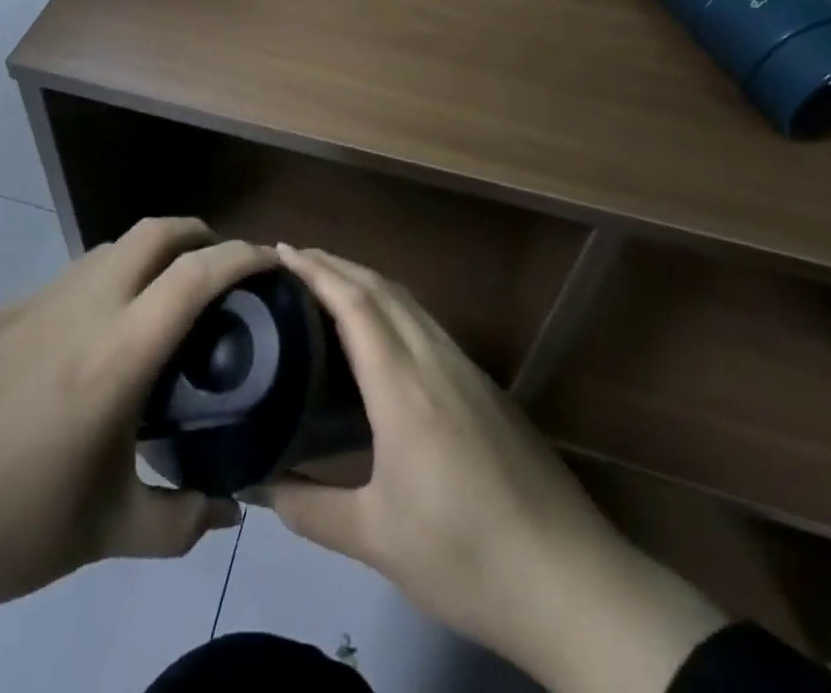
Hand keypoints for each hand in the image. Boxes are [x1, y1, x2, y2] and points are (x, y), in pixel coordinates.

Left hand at [0, 219, 272, 673]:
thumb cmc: (1, 528)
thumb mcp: (103, 534)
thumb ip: (179, 522)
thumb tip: (229, 512)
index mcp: (117, 353)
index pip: (197, 275)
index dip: (242, 256)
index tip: (272, 260)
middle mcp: (84, 306)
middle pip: (154, 232)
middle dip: (198, 233)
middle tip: (222, 268)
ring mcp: (38, 301)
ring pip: (112, 248)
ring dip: (150, 255)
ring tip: (165, 302)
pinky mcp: (3, 312)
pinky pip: (74, 276)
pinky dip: (107, 281)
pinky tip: (97, 338)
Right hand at [265, 245, 724, 692]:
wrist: (571, 580)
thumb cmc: (466, 556)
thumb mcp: (378, 540)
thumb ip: (312, 509)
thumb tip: (259, 488)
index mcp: (403, 386)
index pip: (355, 304)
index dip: (317, 270)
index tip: (281, 250)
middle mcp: (435, 360)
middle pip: (382, 289)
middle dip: (336, 264)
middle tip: (295, 259)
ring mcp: (466, 369)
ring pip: (409, 302)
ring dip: (366, 281)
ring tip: (330, 284)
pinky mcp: (485, 385)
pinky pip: (427, 323)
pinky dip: (392, 306)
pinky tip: (381, 333)